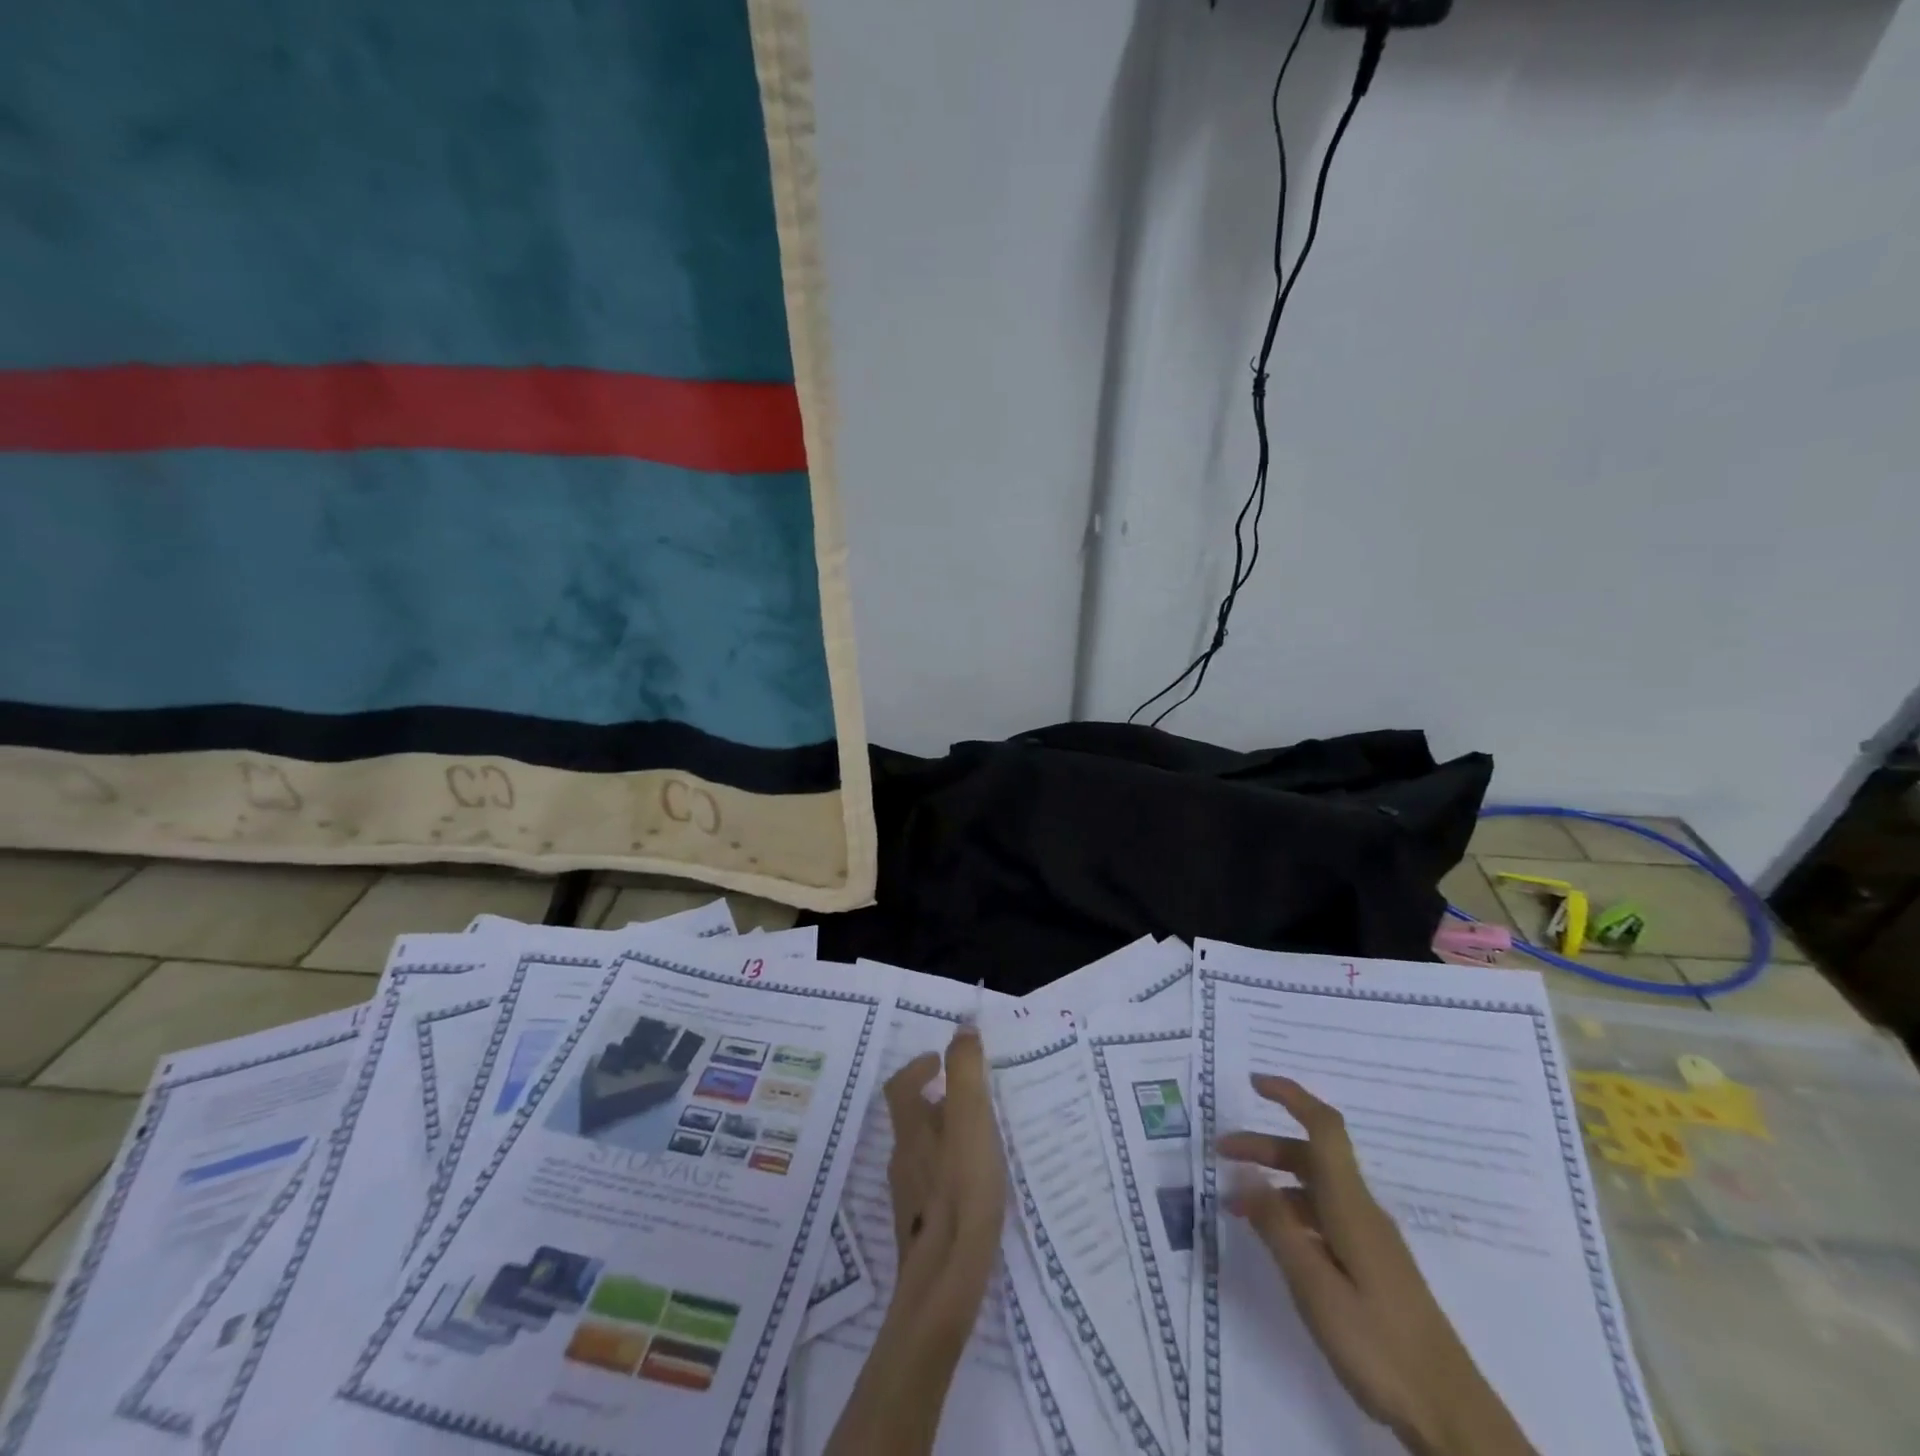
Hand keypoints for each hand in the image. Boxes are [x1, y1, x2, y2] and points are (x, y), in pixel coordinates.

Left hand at [883, 1025, 1007, 1345]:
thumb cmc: (961, 1193)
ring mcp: (910, 1199)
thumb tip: (963, 1027)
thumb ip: (966, 1073)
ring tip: (982, 1139)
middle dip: (937, 1102)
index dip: (917, 1068)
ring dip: (946, 1137)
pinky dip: (951, 1172)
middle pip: (912, 1120)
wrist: (944, 1285)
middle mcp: (903, 1160)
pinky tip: (977, 1186)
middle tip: (971, 1098)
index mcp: (912, 1131)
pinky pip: (934, 1186)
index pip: (900, 1086)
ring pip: (924, 1154)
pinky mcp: (923, 1230)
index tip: (939, 1060)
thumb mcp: (970, 1122)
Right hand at [1218, 1075, 1536, 1455]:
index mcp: (1350, 1205)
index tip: (1254, 1082)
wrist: (1450, 1414)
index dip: (1291, 1096)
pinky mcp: (1372, 1266)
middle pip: (1311, 1157)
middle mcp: (1361, 1211)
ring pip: (1315, 1189)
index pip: (1323, 1128)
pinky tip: (1273, 1241)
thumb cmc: (1378, 1344)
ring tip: (1235, 1206)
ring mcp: (1369, 1239)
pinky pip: (1324, 1219)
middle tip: (1220, 1153)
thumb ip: (1278, 1228)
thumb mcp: (1315, 1287)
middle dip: (1264, 1145)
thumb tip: (1246, 1174)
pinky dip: (1291, 1214)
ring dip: (1274, 1184)